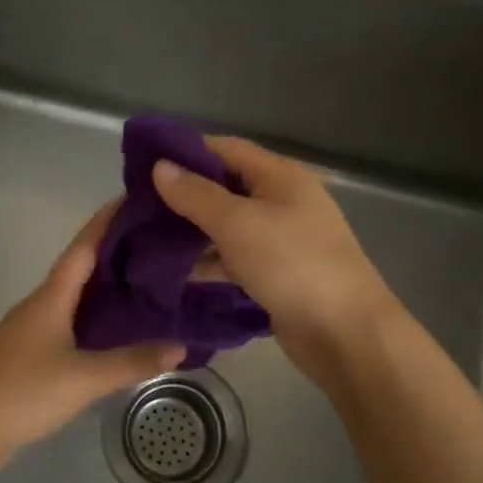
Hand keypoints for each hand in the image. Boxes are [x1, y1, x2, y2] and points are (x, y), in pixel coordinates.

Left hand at [0, 205, 184, 482]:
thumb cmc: (22, 392)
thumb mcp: (83, 379)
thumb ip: (131, 362)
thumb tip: (181, 346)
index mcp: (51, 296)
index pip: (84, 246)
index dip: (107, 220)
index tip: (136, 197)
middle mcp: (41, 303)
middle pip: (81, 266)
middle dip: (116, 251)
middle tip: (159, 242)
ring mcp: (33, 327)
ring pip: (76, 295)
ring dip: (108, 284)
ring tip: (150, 280)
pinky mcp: (31, 352)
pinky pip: (71, 320)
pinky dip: (96, 315)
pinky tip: (118, 328)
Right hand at [153, 136, 398, 381]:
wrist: (345, 334)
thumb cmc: (292, 265)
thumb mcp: (238, 224)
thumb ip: (196, 195)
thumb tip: (160, 166)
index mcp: (280, 176)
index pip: (226, 149)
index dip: (186, 151)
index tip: (143, 164)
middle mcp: (281, 201)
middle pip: (225, 187)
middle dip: (183, 195)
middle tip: (137, 206)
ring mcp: (280, 240)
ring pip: (226, 226)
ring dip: (191, 231)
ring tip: (144, 238)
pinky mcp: (275, 274)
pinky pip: (233, 258)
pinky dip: (207, 261)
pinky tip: (172, 271)